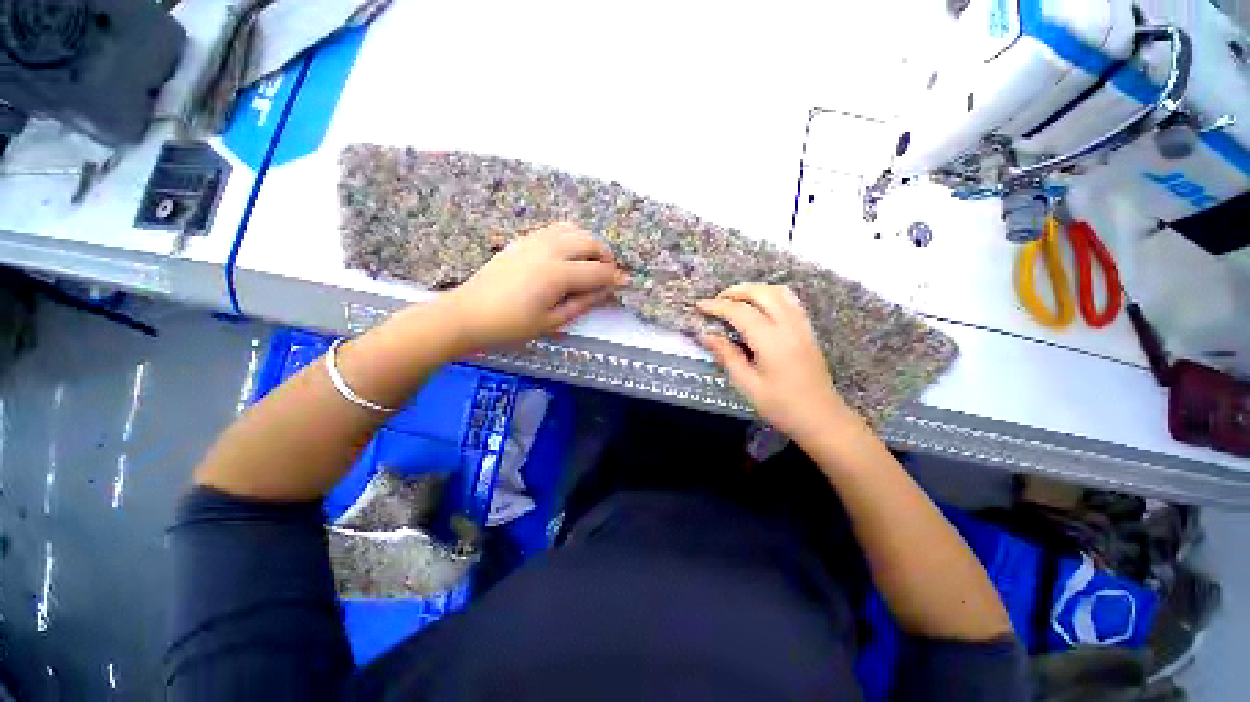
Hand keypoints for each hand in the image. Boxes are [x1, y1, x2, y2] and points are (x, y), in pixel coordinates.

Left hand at [443, 222, 625, 349]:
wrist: (468, 314)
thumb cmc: (511, 325)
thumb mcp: (552, 321)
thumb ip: (583, 303)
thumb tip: (606, 292)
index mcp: (557, 274)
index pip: (597, 271)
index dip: (615, 278)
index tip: (626, 283)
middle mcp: (548, 249)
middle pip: (589, 241)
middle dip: (606, 255)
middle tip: (608, 274)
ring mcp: (533, 240)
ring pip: (574, 229)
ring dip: (589, 243)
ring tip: (591, 263)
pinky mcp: (523, 239)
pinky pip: (556, 229)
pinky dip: (571, 237)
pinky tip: (570, 255)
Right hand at [697, 284, 857, 445]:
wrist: (821, 418)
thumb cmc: (781, 406)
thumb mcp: (746, 385)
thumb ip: (726, 355)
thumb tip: (706, 334)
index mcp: (771, 341)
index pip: (740, 312)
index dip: (717, 306)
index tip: (699, 305)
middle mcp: (789, 325)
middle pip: (761, 293)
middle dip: (735, 291)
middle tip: (716, 301)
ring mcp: (802, 325)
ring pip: (778, 292)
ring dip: (753, 290)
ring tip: (735, 301)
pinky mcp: (808, 329)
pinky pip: (789, 300)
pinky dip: (769, 295)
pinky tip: (759, 308)